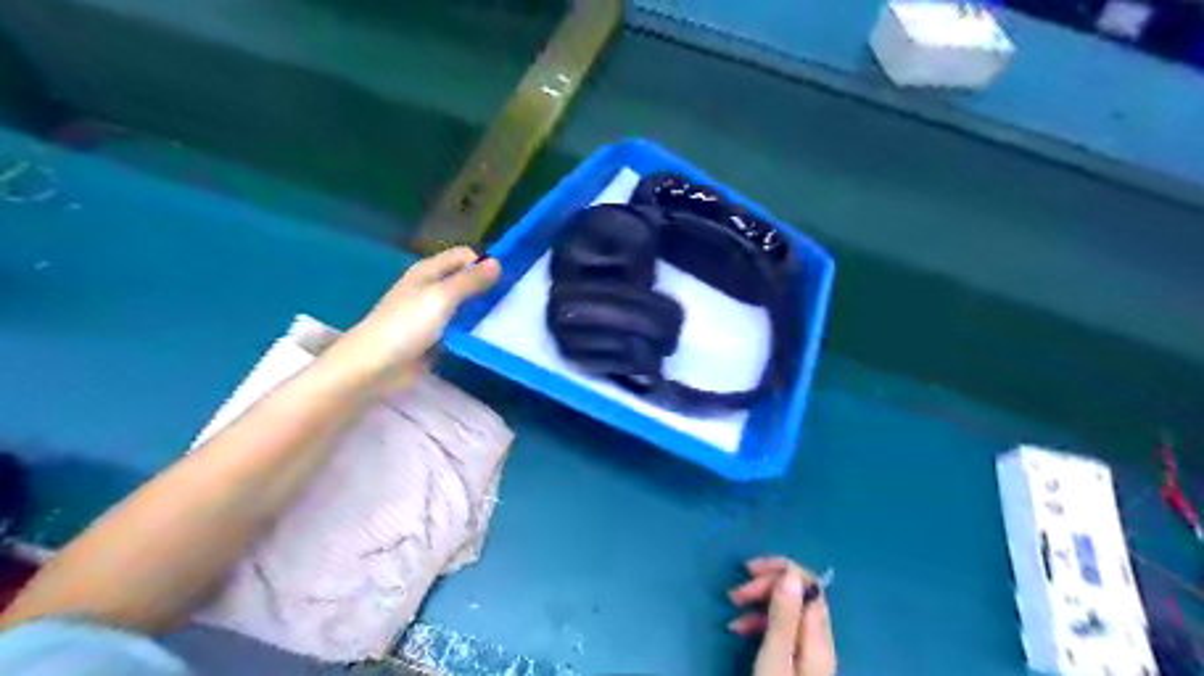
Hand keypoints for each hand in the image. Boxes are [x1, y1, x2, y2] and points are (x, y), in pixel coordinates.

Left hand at [326, 247, 501, 389]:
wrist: (373, 366)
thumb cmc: (406, 326)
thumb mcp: (442, 297)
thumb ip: (470, 281)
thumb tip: (498, 262)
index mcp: (428, 271)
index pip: (464, 256)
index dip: (485, 262)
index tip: (510, 279)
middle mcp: (430, 288)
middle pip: (465, 280)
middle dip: (487, 287)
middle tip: (515, 301)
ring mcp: (431, 314)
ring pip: (465, 305)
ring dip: (482, 311)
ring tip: (508, 319)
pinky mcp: (434, 338)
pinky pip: (460, 328)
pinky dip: (472, 331)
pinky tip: (490, 337)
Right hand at [729, 558, 833, 675]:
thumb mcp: (776, 658)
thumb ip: (784, 616)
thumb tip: (791, 573)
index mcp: (817, 635)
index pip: (808, 582)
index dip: (780, 569)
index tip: (748, 573)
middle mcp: (818, 638)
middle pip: (797, 593)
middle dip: (765, 585)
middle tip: (735, 595)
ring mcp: (809, 651)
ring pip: (787, 610)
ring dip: (760, 602)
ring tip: (733, 611)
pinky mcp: (798, 661)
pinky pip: (782, 628)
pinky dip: (761, 622)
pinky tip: (741, 630)